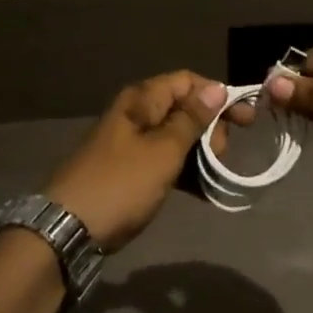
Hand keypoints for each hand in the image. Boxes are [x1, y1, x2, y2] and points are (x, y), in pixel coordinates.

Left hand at [45, 71, 254, 249]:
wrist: (67, 230)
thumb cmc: (119, 185)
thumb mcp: (162, 152)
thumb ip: (191, 119)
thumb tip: (217, 88)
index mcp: (142, 99)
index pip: (188, 81)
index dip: (218, 96)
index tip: (245, 121)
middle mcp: (136, 113)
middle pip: (184, 107)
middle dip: (210, 127)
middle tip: (220, 156)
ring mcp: (131, 142)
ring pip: (177, 135)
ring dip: (200, 151)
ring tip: (214, 175)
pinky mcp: (130, 169)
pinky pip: (165, 159)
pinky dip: (185, 170)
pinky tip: (202, 189)